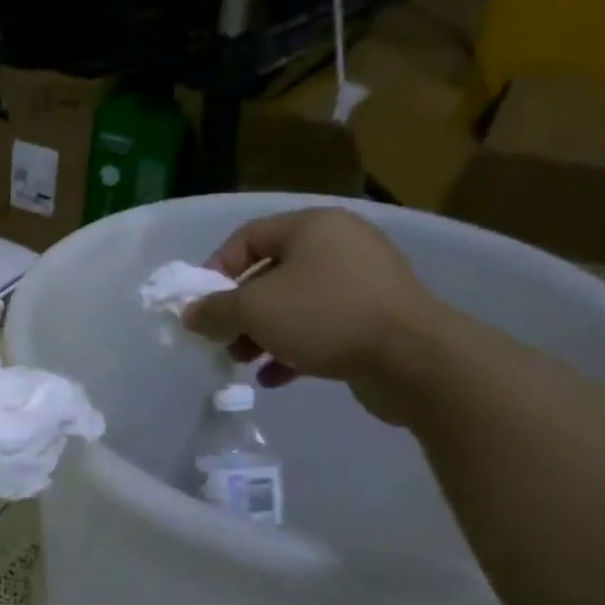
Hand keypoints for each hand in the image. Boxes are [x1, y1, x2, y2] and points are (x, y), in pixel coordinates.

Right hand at [183, 208, 443, 422]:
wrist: (415, 359)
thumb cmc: (325, 316)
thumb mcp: (254, 310)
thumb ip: (214, 310)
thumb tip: (189, 313)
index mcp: (312, 227)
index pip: (247, 237)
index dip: (215, 270)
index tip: (201, 305)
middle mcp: (340, 245)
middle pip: (269, 273)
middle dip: (239, 311)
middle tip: (222, 339)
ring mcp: (363, 281)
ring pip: (294, 303)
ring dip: (262, 333)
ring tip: (244, 361)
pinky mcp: (377, 317)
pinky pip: (322, 326)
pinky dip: (295, 348)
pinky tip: (276, 377)